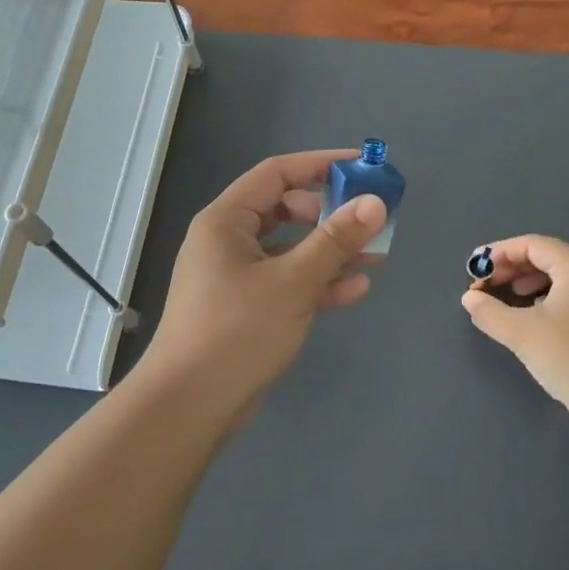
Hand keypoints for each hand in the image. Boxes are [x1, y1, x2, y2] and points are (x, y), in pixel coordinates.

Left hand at [138, 150, 387, 430]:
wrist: (191, 405)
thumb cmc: (238, 331)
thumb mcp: (293, 281)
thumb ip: (335, 240)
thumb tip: (374, 202)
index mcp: (226, 221)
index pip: (277, 174)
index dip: (320, 164)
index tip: (363, 166)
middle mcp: (228, 242)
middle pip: (286, 211)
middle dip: (330, 214)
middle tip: (370, 219)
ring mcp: (237, 277)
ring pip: (290, 251)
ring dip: (330, 252)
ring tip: (377, 254)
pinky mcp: (247, 310)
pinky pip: (287, 284)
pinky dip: (318, 283)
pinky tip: (355, 289)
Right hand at [461, 235, 568, 444]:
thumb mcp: (520, 333)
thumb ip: (489, 311)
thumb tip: (470, 298)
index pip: (533, 245)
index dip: (499, 253)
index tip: (475, 270)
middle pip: (549, 257)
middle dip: (513, 268)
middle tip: (486, 285)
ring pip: (563, 277)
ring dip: (530, 282)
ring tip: (508, 298)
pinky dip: (550, 296)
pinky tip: (536, 316)